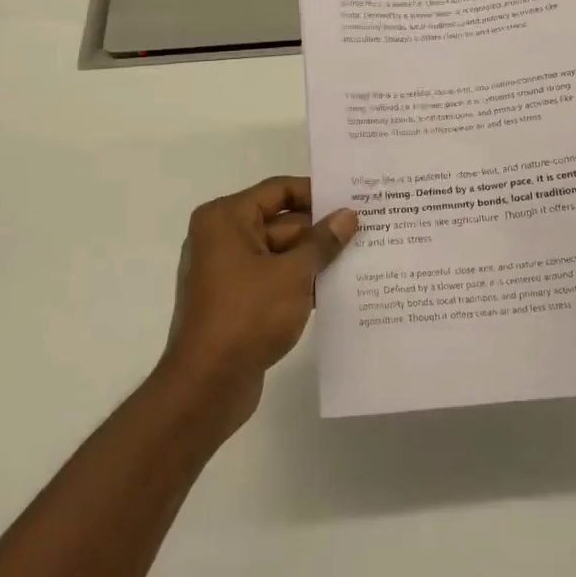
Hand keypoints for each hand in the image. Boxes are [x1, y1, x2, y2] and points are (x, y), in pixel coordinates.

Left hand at [164, 176, 357, 430]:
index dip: (317, 193)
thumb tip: (348, 215)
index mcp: (226, 219)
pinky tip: (338, 290)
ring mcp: (228, 272)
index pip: (278, 190)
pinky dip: (301, 283)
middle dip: (321, 230)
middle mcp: (222, 238)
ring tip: (363, 258)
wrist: (207, 386)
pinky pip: (275, 280)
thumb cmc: (247, 316)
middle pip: (281, 222)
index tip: (354, 198)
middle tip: (368, 230)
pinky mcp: (236, 302)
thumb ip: (322, 242)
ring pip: (281, 254)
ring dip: (315, 259)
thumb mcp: (293, 274)